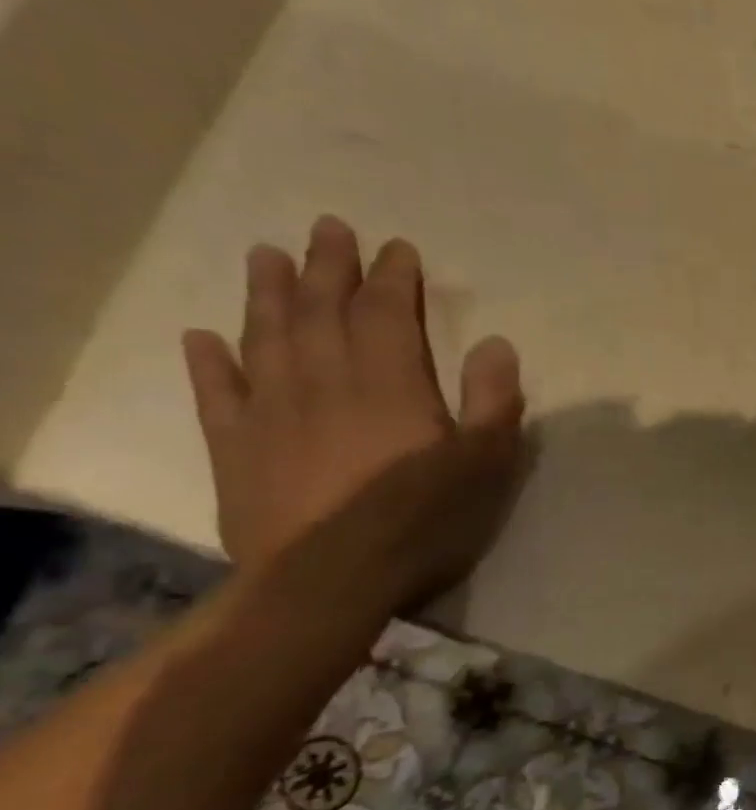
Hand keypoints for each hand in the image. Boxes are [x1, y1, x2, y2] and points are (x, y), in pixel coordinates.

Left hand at [182, 216, 525, 613]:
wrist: (330, 580)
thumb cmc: (425, 520)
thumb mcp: (487, 463)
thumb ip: (494, 401)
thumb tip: (496, 343)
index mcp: (390, 384)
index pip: (388, 314)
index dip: (393, 277)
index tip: (396, 248)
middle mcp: (325, 382)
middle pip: (321, 311)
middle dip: (327, 267)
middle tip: (327, 228)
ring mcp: (271, 412)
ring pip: (266, 337)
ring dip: (267, 293)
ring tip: (266, 256)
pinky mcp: (236, 448)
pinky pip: (218, 393)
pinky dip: (210, 360)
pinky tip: (205, 337)